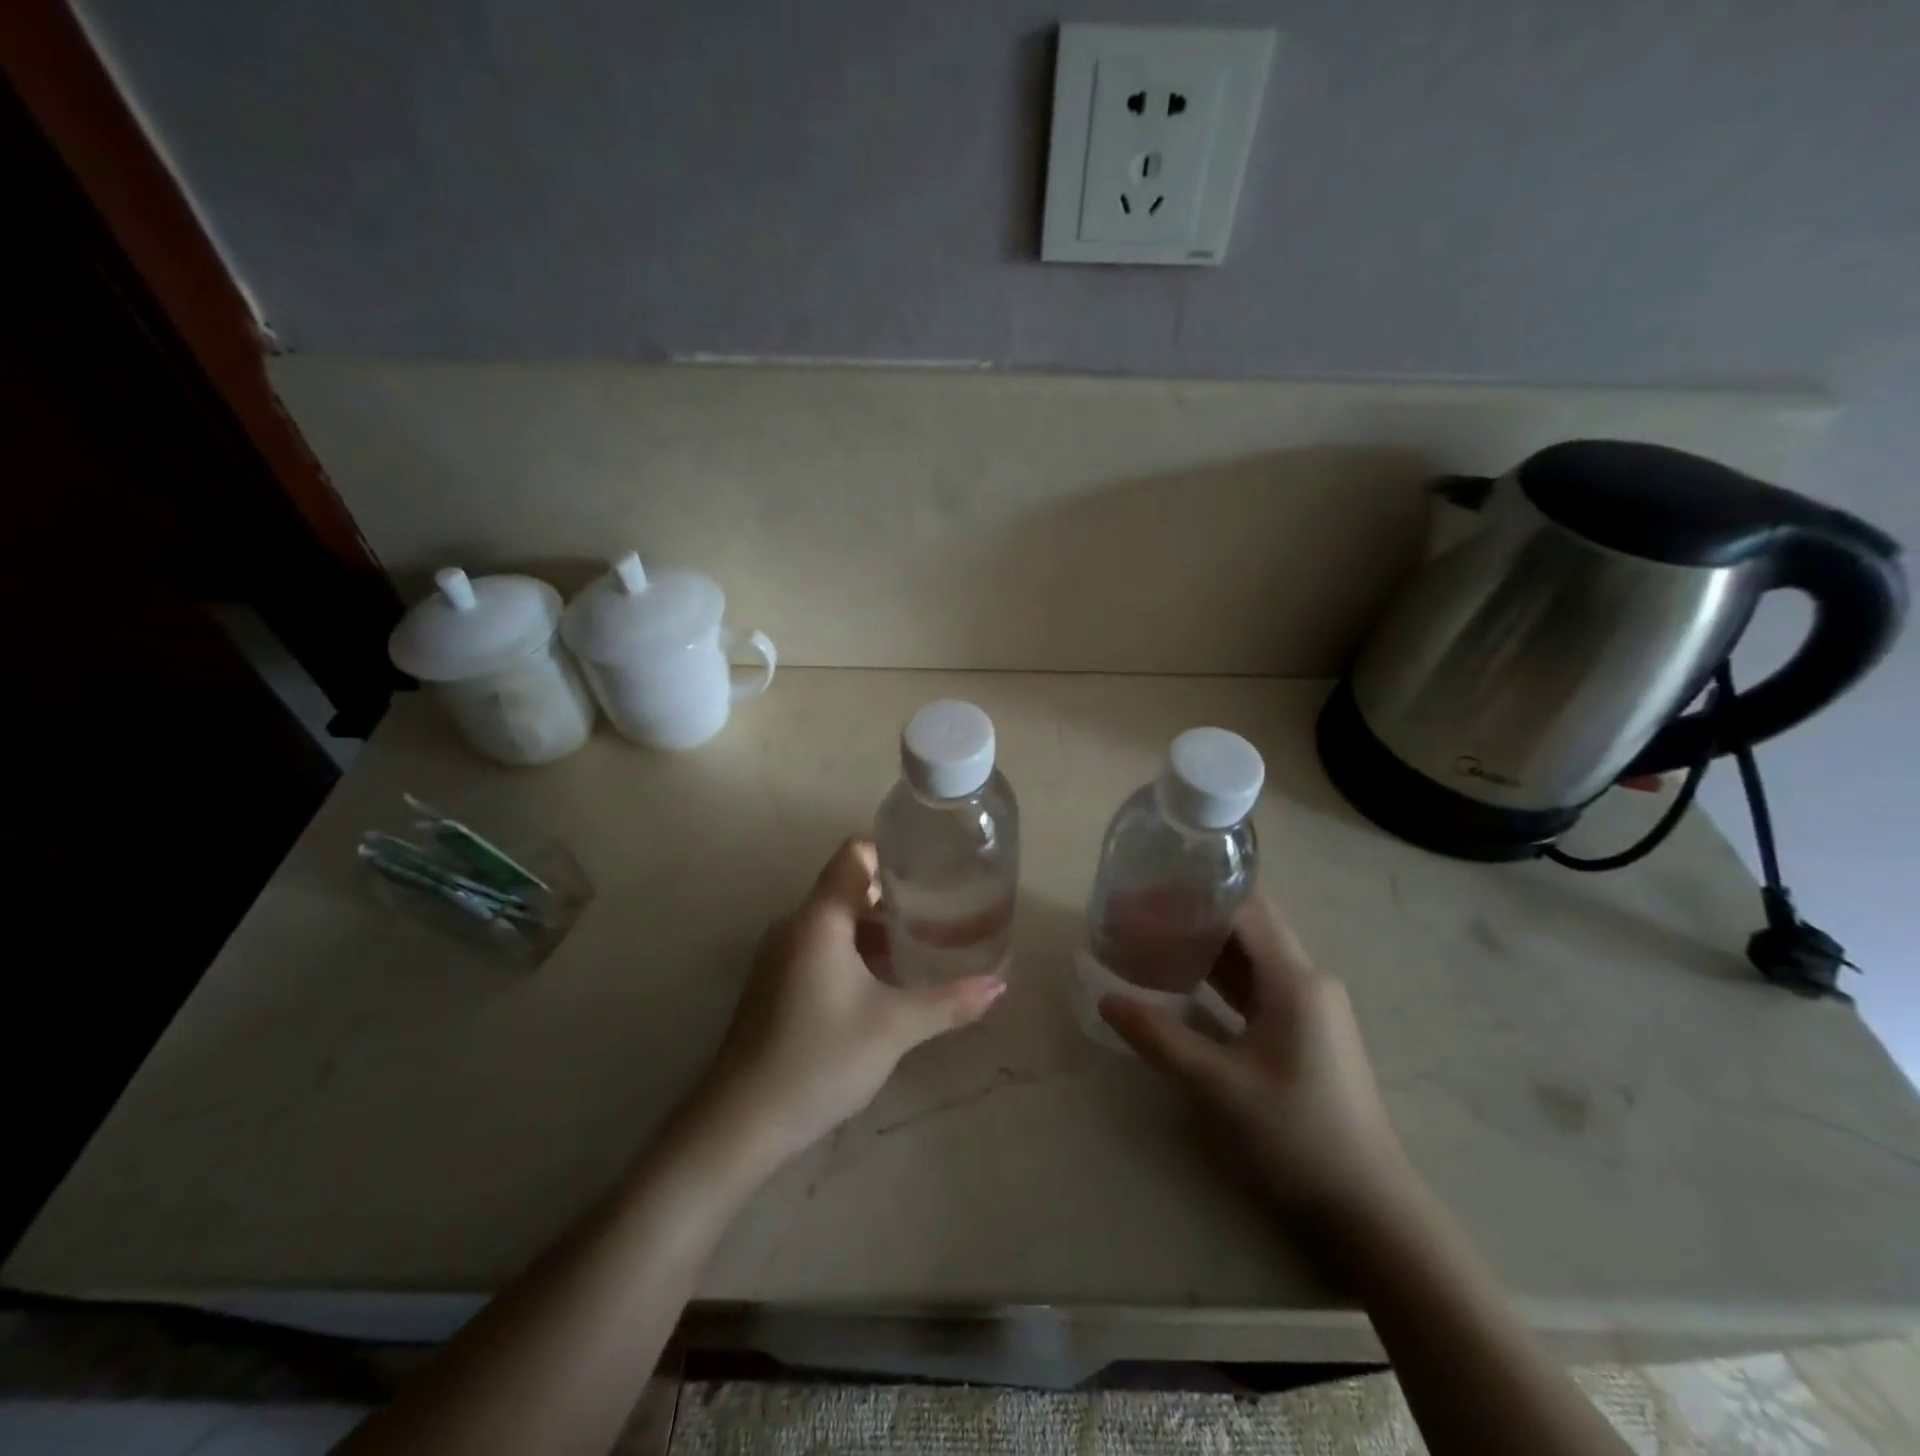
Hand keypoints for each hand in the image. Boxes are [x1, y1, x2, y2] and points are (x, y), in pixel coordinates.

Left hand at [683, 838, 1006, 1179]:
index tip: (932, 867)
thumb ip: (949, 1001)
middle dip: (895, 895)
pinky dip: (855, 950)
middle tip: (942, 908)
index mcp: (819, 918)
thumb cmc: (820, 1058)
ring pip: (836, 920)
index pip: (854, 854)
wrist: (741, 1121)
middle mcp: (795, 924)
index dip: (892, 851)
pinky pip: (821, 946)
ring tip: (922, 944)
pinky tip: (885, 981)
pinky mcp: (775, 982)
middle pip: (848, 886)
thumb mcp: (894, 1027)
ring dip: (876, 927)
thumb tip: (1000, 985)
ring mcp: (780, 954)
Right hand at [1099, 896, 1413, 1232]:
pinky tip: (1182, 985)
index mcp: (1295, 980)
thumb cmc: (1294, 1136)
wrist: (1368, 1211)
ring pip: (1250, 958)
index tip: (1145, 896)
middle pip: (1246, 928)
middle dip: (1191, 918)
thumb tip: (1106, 1000)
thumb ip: (1159, 1037)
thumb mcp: (1216, 1085)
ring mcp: (1310, 1008)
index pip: (1243, 909)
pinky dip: (1219, 979)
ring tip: (1150, 943)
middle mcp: (1307, 981)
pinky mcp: (1305, 1033)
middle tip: (1137, 918)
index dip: (1193, 896)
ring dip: (1203, 948)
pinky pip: (1256, 987)